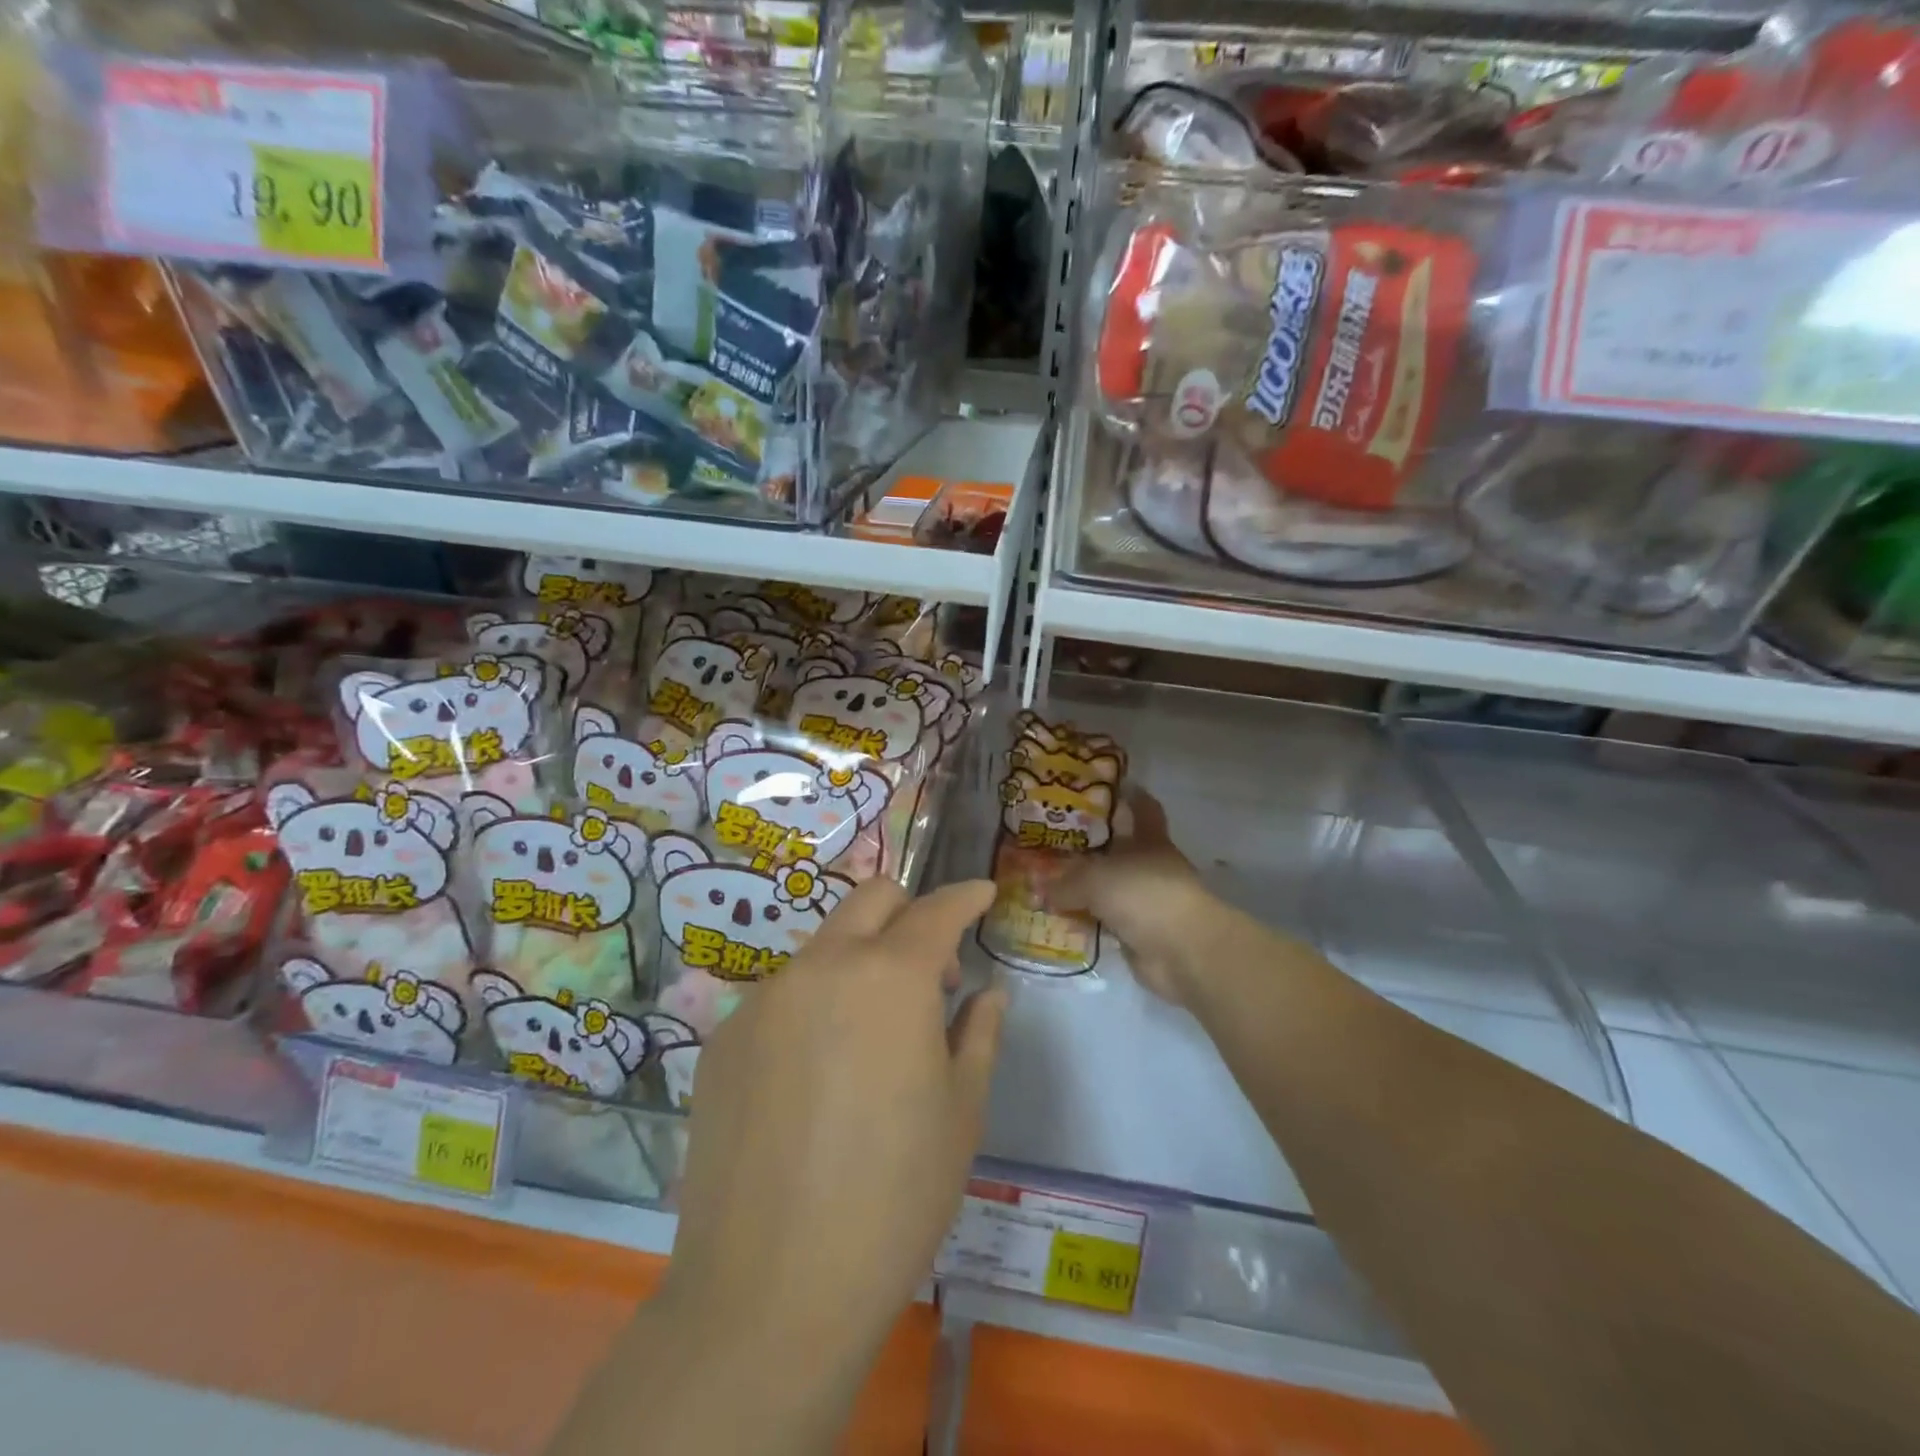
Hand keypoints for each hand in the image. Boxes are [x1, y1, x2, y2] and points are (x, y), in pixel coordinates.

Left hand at [663, 877, 1006, 1379]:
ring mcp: (763, 999)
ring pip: (824, 948)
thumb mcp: (960, 1113)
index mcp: (890, 977)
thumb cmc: (893, 1199)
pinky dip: (813, 1009)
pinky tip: (814, 1080)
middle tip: (931, 971)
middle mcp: (822, 967)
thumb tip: (986, 994)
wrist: (769, 1293)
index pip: (936, 910)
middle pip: (871, 900)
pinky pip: (781, 998)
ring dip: (858, 965)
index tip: (982, 893)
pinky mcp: (723, 1038)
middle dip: (909, 913)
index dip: (965, 895)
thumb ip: (977, 1033)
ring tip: (870, 1039)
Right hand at [1047, 788, 1216, 1007]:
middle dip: (1092, 849)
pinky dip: (1088, 922)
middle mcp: (1151, 867)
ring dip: (1086, 890)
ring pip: (1110, 889)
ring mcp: (1148, 902)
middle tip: (1056, 843)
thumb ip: (1065, 883)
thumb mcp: (1094, 879)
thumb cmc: (1142, 894)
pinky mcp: (1141, 934)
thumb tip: (1040, 890)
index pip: (1144, 810)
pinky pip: (1106, 922)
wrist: (1182, 950)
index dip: (1130, 798)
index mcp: (1150, 841)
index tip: (1110, 788)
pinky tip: (1061, 921)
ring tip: (1048, 884)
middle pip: (1120, 851)